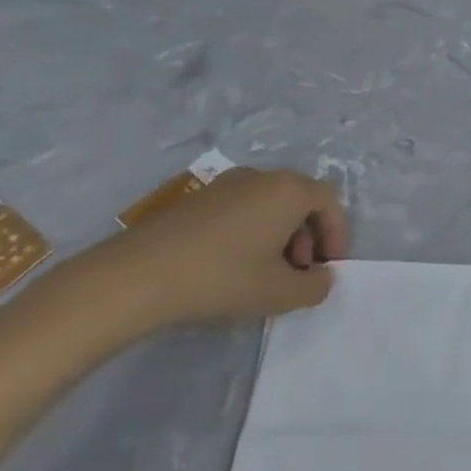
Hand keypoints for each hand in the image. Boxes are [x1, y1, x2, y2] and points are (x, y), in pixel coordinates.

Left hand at [73, 167, 349, 332]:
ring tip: (266, 274)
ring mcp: (224, 185)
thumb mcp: (281, 293)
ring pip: (270, 205)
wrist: (134, 277)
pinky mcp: (196, 199)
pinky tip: (233, 267)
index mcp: (289, 190)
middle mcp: (261, 177)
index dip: (336, 235)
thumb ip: (315, 286)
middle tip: (299, 273)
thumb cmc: (222, 277)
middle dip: (308, 237)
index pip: (330, 202)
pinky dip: (251, 232)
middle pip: (300, 201)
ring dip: (280, 236)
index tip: (328, 267)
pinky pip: (241, 209)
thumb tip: (321, 276)